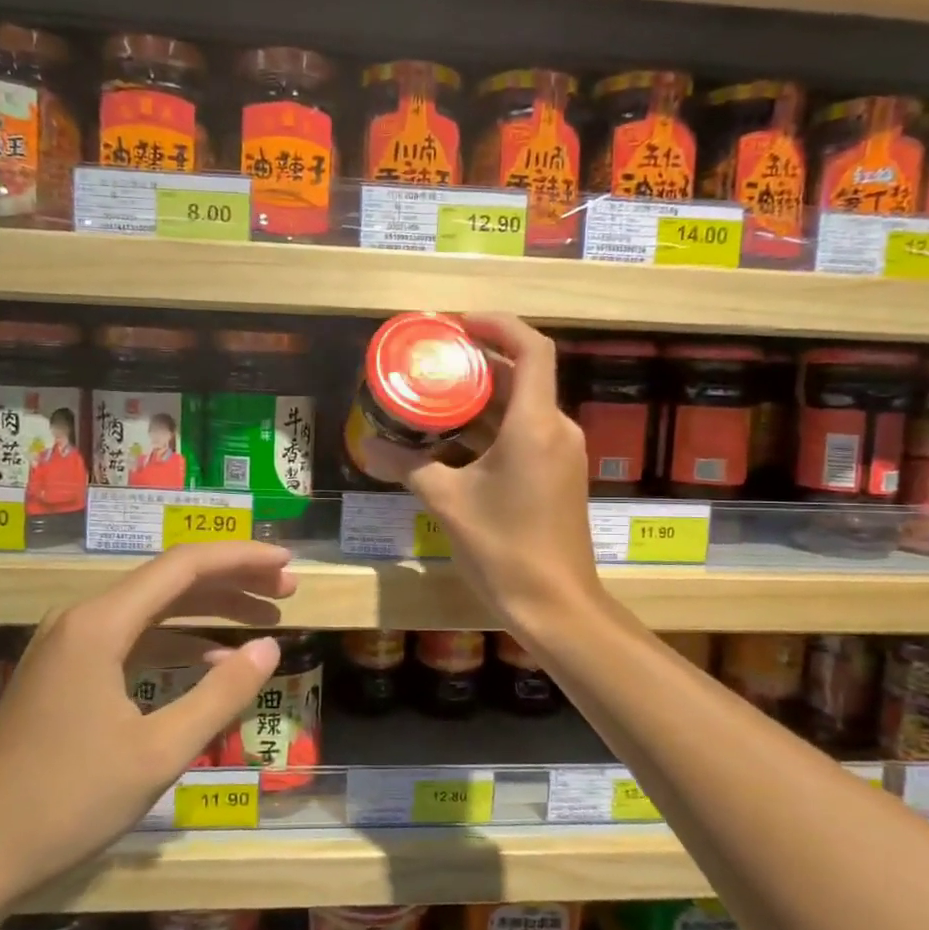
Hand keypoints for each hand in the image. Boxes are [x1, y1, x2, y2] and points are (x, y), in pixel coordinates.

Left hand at [0, 542, 295, 908]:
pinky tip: (211, 662)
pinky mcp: (65, 672)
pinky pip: (132, 639)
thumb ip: (220, 695)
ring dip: (208, 612)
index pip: (185, 567)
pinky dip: (177, 643)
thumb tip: (270, 647)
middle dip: (232, 583)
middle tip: (287, 591)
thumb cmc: (67, 803)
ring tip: (263, 619)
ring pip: (152, 610)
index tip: (288, 564)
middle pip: (169, 581)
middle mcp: (82, 619)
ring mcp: (69, 645)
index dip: (242, 559)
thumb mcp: (158, 753)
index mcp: (100, 624)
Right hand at [359, 314, 601, 633]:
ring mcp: (561, 454)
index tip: (459, 324)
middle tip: (432, 360)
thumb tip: (367, 444)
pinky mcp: (558, 476)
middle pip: (522, 376)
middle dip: (478, 363)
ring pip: (522, 408)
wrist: (557, 605)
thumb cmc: (504, 548)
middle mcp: (556, 429)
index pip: (532, 348)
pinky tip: (452, 440)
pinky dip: (491, 428)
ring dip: (481, 399)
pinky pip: (525, 434)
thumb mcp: (447, 503)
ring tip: (434, 395)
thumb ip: (407, 466)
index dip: (498, 325)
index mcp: (535, 424)